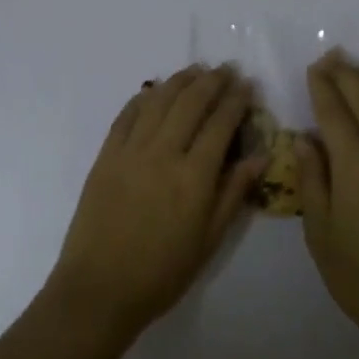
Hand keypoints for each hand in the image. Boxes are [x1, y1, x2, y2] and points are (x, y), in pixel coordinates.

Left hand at [45, 64, 264, 339]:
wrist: (99, 289)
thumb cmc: (162, 273)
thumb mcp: (209, 240)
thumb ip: (233, 193)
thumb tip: (260, 156)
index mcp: (194, 177)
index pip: (220, 124)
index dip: (235, 100)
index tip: (246, 84)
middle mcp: (163, 153)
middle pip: (191, 103)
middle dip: (212, 82)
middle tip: (226, 69)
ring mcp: (130, 151)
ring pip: (159, 101)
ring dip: (180, 81)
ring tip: (196, 70)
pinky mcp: (106, 156)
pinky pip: (126, 116)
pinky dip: (143, 97)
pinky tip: (154, 90)